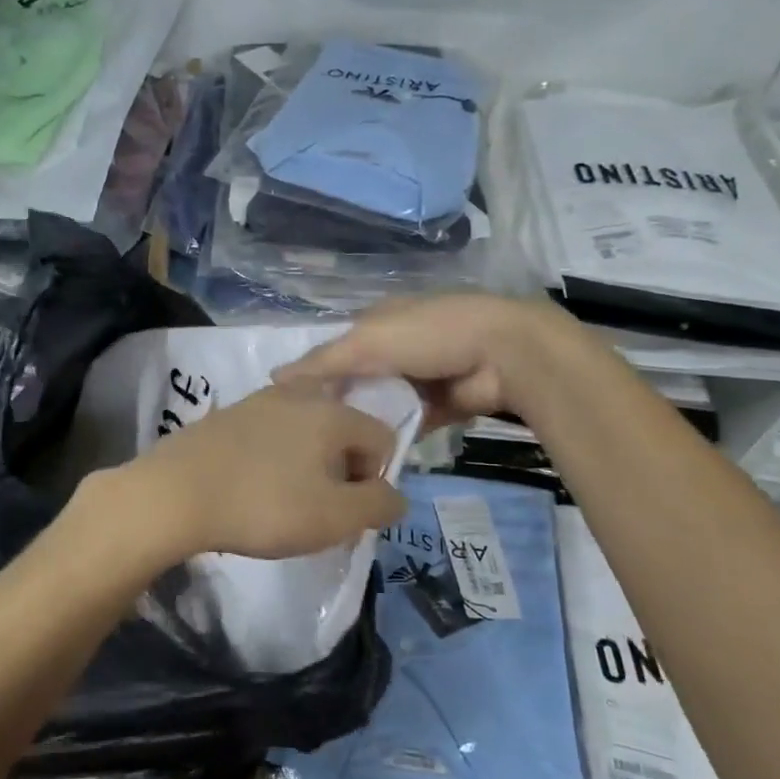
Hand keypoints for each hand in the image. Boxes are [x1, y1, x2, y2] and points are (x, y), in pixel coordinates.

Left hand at [117, 382, 407, 561]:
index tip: (347, 511)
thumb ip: (378, 505)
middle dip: (340, 469)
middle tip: (318, 508)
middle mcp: (297, 395)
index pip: (381, 437)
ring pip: (302, 431)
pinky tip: (251, 488)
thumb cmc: (264, 505)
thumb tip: (393, 494)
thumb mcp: (335, 517)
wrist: (175, 494)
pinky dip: (271, 458)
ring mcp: (255, 401)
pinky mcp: (224, 416)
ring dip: (305, 464)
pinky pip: (266, 435)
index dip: (375, 478)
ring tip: (283, 502)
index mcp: (331, 412)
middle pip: (341, 430)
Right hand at [277, 294, 584, 427]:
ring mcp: (421, 377)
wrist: (505, 354)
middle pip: (358, 378)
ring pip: (382, 403)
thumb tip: (273, 379)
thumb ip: (322, 362)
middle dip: (340, 402)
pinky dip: (394, 436)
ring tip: (334, 453)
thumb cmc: (430, 334)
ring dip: (366, 422)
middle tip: (310, 437)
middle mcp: (397, 346)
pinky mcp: (441, 406)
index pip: (336, 349)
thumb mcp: (367, 342)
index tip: (292, 406)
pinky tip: (368, 458)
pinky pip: (408, 423)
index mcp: (379, 320)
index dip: (315, 374)